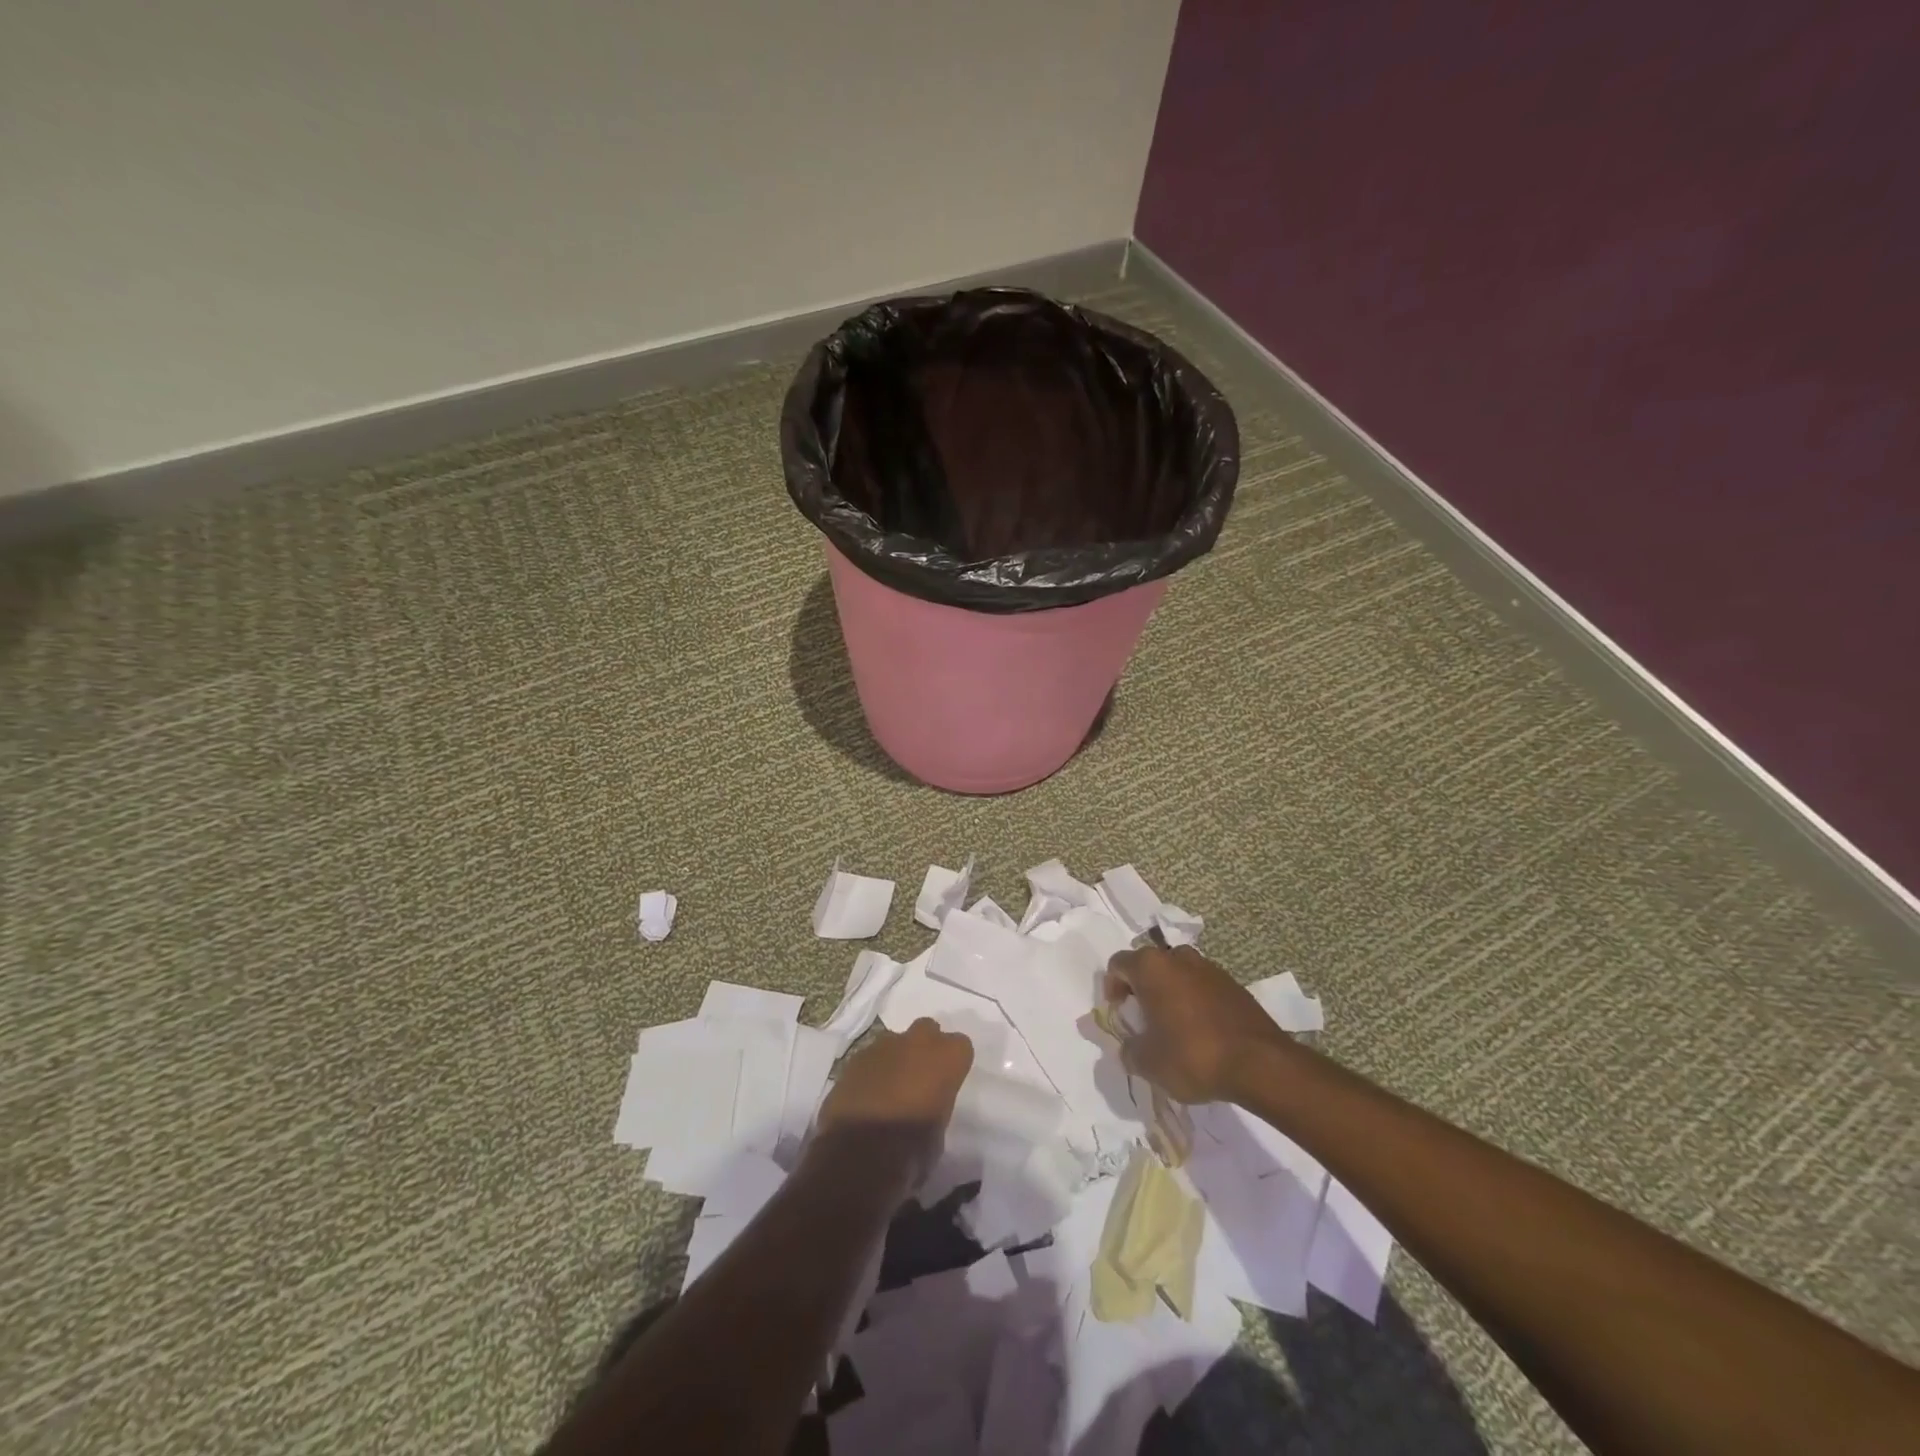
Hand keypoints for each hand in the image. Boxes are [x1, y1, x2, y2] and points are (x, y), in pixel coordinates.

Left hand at [813, 1018, 973, 1189]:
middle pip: (928, 1030)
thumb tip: (927, 1105)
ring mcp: (883, 1046)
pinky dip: (872, 1071)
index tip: (948, 1081)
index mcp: (947, 1057)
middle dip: (925, 1047)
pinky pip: (870, 1057)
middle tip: (920, 1076)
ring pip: (896, 1041)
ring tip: (890, 1088)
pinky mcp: (855, 1058)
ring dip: (896, 1058)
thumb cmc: (912, 1149)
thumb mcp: (940, 1130)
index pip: (961, 1045)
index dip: (953, 1063)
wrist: (860, 1155)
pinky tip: (867, 1095)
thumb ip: (937, 1103)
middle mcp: (917, 1041)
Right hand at [1103, 944, 1285, 1103]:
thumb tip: (1130, 1049)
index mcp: (1151, 967)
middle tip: (1143, 1018)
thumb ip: (1129, 1051)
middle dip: (1142, 988)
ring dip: (1170, 992)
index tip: (1119, 1012)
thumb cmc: (1193, 1055)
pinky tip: (1201, 1030)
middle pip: (1149, 964)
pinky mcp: (1233, 984)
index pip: (1118, 964)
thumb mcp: (1148, 1063)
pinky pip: (1202, 986)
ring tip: (1173, 1025)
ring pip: (1178, 973)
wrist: (1260, 1063)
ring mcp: (1209, 968)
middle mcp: (1178, 957)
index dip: (1112, 986)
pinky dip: (1194, 1001)